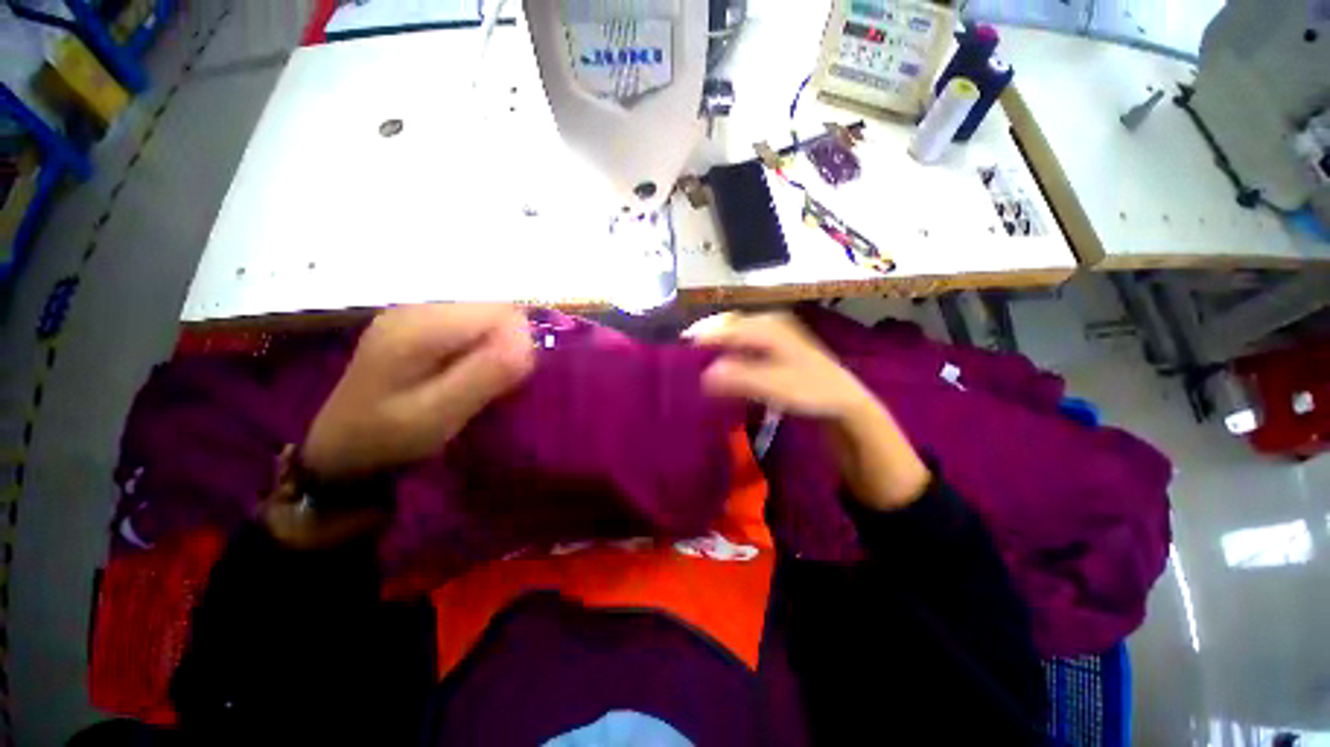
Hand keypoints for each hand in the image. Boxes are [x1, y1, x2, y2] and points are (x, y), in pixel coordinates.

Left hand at [302, 303, 534, 480]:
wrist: (341, 449)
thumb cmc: (388, 438)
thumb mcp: (439, 414)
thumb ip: (485, 374)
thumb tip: (529, 339)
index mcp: (420, 327)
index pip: (500, 313)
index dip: (518, 344)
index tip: (510, 380)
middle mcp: (419, 308)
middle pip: (495, 310)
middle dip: (508, 345)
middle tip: (493, 386)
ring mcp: (418, 314)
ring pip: (487, 318)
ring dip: (497, 348)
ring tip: (478, 383)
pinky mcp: (421, 325)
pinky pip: (473, 327)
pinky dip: (483, 349)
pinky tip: (465, 374)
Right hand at [686, 312, 929, 509]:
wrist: (844, 402)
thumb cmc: (812, 391)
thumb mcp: (776, 386)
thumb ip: (741, 378)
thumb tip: (706, 374)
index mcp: (770, 327)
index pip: (728, 327)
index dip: (703, 337)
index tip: (680, 349)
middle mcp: (769, 324)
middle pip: (729, 326)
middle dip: (706, 338)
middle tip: (683, 355)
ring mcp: (773, 334)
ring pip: (735, 334)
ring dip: (716, 346)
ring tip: (695, 359)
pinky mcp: (774, 348)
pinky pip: (743, 344)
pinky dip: (728, 353)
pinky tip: (720, 367)